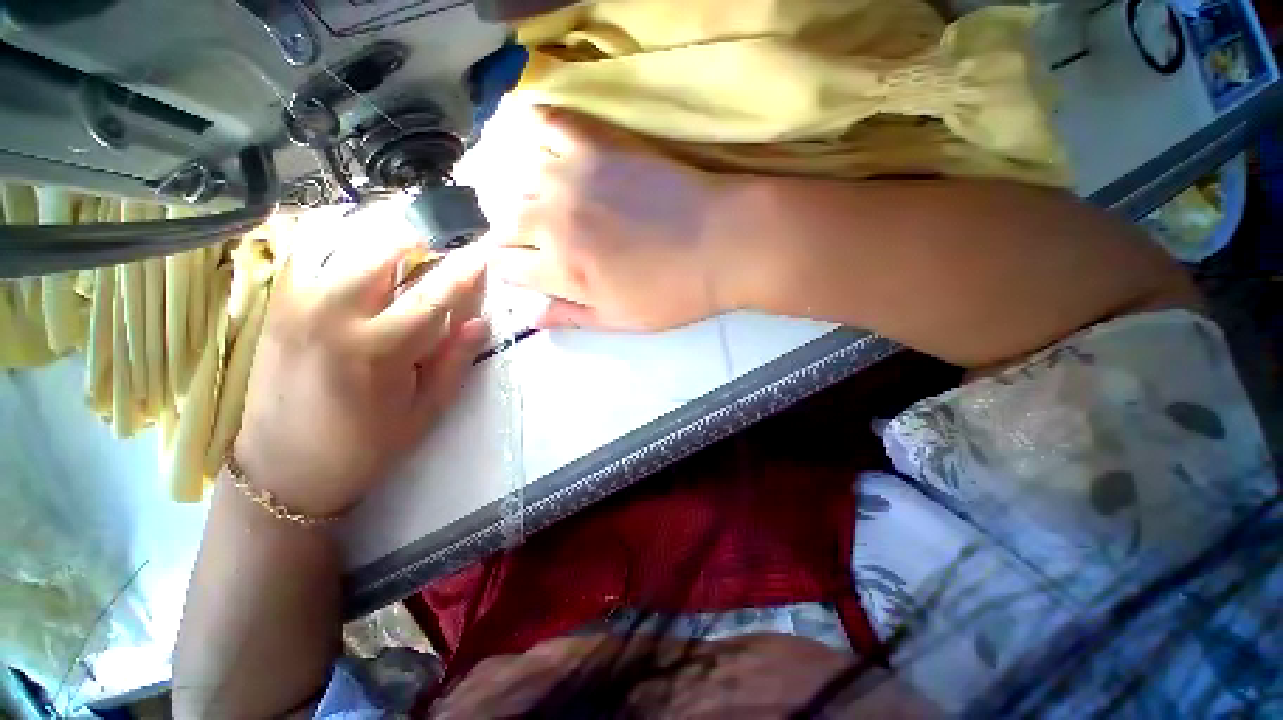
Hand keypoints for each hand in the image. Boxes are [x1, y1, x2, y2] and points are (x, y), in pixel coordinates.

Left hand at [234, 232, 488, 515]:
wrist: (282, 468)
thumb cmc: (365, 446)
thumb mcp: (425, 412)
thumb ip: (454, 362)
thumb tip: (479, 322)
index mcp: (376, 350)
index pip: (432, 296)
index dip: (463, 272)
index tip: (483, 252)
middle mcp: (331, 315)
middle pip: (381, 252)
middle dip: (417, 243)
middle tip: (439, 252)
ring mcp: (296, 304)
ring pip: (342, 243)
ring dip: (380, 239)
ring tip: (403, 249)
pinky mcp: (277, 305)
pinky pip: (309, 253)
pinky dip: (339, 243)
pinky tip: (359, 255)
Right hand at [486, 108, 741, 330]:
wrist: (722, 244)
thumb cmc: (674, 293)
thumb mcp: (621, 320)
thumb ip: (571, 317)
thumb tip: (531, 318)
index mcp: (561, 269)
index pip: (505, 266)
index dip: (509, 270)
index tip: (522, 271)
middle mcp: (553, 220)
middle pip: (503, 222)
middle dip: (508, 236)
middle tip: (530, 241)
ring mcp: (573, 176)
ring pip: (515, 178)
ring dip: (518, 193)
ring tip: (535, 201)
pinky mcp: (597, 144)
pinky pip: (548, 123)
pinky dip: (534, 130)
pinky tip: (540, 147)